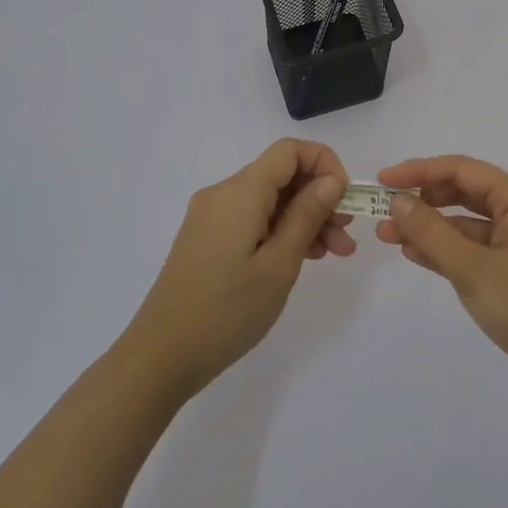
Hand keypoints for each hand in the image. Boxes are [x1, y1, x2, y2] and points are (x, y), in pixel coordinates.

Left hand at [125, 139, 353, 398]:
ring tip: (333, 253)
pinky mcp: (207, 238)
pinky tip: (302, 257)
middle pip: (281, 176)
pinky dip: (281, 230)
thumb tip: (331, 180)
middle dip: (320, 198)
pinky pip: (252, 218)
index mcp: (240, 192)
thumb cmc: (226, 311)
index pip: (289, 151)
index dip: (324, 164)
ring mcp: (211, 217)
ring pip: (269, 200)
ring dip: (304, 218)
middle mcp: (223, 194)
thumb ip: (307, 215)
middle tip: (346, 236)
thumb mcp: (279, 264)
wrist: (161, 357)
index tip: (344, 200)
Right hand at [374, 155, 507, 402]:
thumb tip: (398, 200)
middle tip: (382, 210)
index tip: (383, 180)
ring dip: (428, 226)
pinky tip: (412, 253)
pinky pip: (471, 247)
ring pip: (464, 222)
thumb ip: (432, 232)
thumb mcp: (473, 269)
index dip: (419, 170)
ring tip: (387, 234)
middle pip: (462, 191)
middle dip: (421, 199)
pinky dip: (443, 248)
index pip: (461, 169)